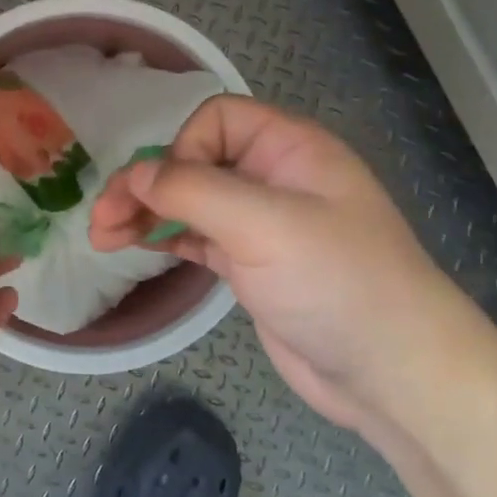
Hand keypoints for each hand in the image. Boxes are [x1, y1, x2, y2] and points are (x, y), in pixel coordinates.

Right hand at [89, 95, 478, 427]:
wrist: (395, 376)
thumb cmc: (337, 282)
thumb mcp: (264, 224)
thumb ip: (193, 191)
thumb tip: (135, 174)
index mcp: (290, 148)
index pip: (216, 120)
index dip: (182, 147)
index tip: (164, 191)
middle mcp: (274, 177)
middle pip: (194, 161)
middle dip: (146, 184)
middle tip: (102, 217)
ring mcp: (262, 224)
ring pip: (190, 202)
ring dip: (146, 213)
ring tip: (102, 236)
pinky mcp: (251, 265)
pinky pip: (197, 236)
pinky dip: (165, 238)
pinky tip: (134, 247)